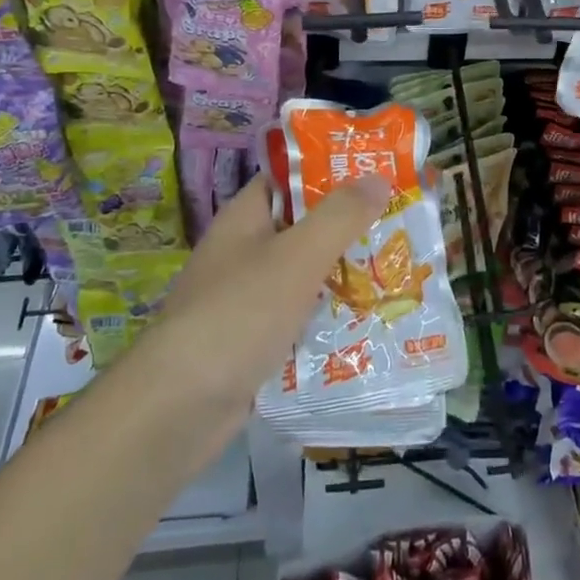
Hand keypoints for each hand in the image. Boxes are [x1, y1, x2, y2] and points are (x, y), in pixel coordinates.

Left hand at [130, 171, 391, 453]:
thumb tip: (378, 176)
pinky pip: (299, 316)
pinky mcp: (253, 341)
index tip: (380, 170)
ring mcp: (246, 298)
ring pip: (305, 274)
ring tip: (398, 270)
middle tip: (402, 224)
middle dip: (349, 226)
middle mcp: (244, 251)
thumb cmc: (238, 314)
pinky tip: (369, 322)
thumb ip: (339, 216)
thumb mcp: (297, 257)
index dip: (332, 169)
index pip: (290, 176)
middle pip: (303, 226)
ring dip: (344, 273)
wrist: (177, 410)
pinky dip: (329, 316)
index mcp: (245, 218)